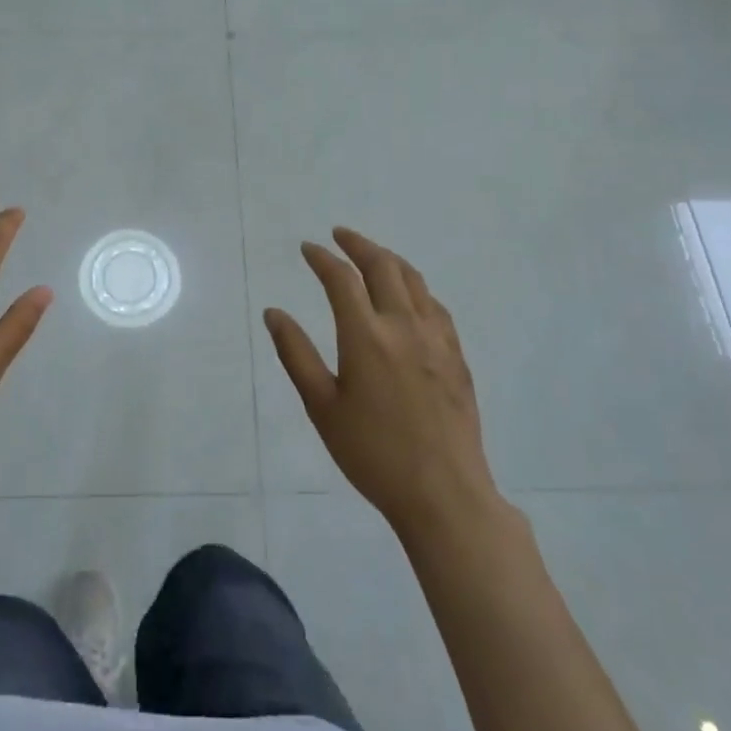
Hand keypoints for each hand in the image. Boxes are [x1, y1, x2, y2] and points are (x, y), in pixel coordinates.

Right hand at [264, 227, 503, 540]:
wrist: (444, 494)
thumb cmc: (372, 454)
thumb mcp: (322, 407)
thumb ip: (296, 354)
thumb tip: (274, 313)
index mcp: (366, 337)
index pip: (341, 280)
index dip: (322, 258)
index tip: (308, 248)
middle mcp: (403, 326)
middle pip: (383, 266)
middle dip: (358, 244)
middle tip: (339, 236)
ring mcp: (436, 340)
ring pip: (414, 280)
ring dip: (389, 259)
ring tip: (372, 255)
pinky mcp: (457, 357)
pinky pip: (435, 306)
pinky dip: (415, 288)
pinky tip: (409, 297)